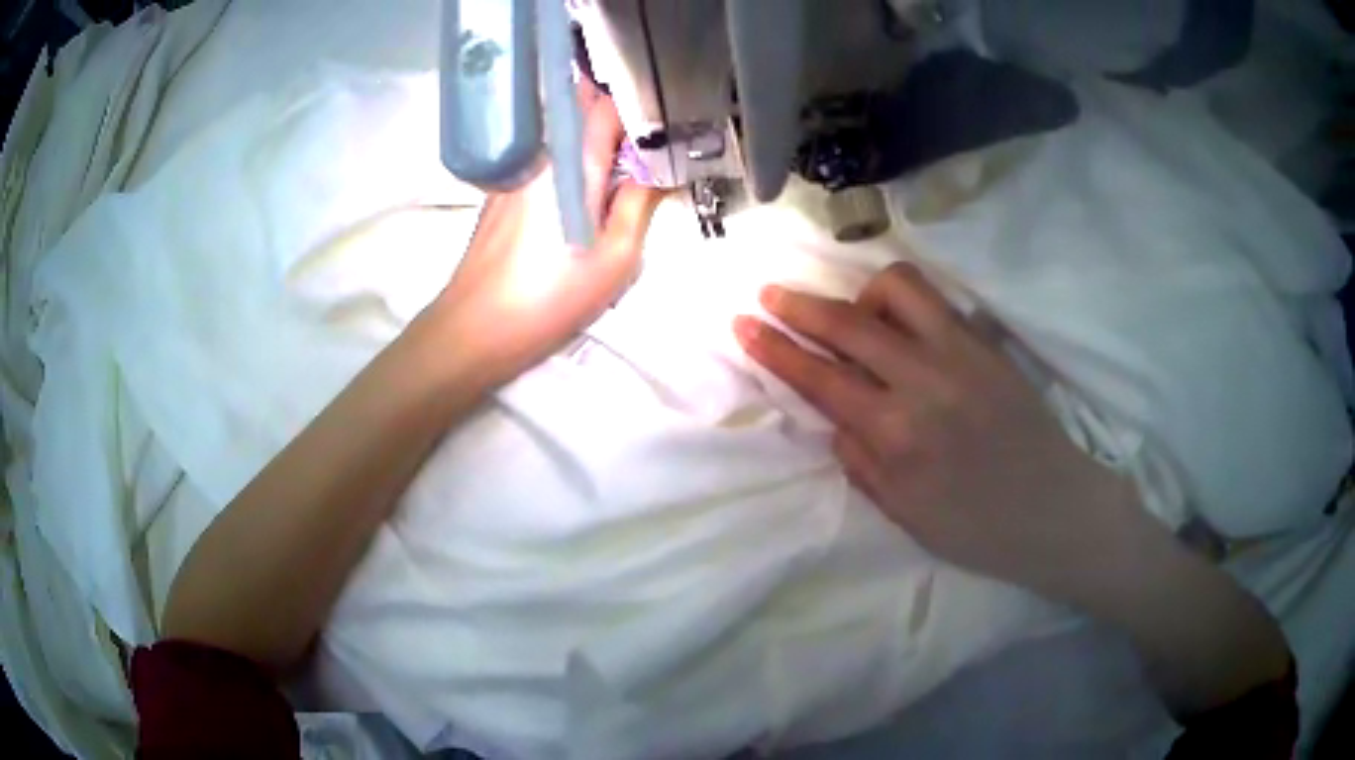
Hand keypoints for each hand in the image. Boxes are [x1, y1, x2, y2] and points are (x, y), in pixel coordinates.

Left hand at [429, 82, 661, 387]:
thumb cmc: (551, 296)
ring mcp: (517, 168)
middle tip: (645, 145)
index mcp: (573, 161)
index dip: (638, 102)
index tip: (664, 121)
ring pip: (561, 131)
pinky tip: (581, 194)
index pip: (607, 102)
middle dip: (615, 113)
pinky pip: (544, 156)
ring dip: (592, 138)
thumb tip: (659, 166)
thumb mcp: (617, 257)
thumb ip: (641, 202)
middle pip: (580, 107)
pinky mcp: (503, 188)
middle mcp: (541, 152)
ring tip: (621, 169)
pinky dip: (569, 160)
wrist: (476, 327)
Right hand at [733, 263, 1149, 604]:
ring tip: (854, 317)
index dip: (776, 350)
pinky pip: (936, 302)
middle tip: (769, 295)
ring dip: (861, 294)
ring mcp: (962, 355)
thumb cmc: (977, 528)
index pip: (821, 379)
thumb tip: (835, 416)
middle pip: (848, 324)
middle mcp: (925, 382)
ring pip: (898, 289)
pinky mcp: (988, 344)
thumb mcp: (904, 514)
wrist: (1055, 510)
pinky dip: (903, 302)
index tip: (743, 325)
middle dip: (798, 306)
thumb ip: (860, 460)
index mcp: (898, 436)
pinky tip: (899, 324)